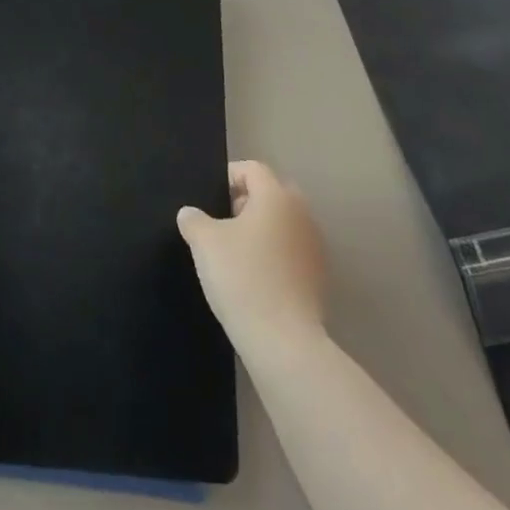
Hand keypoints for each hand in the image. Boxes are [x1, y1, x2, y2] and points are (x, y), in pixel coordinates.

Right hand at [177, 161, 327, 356]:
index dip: (228, 176)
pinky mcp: (318, 276)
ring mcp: (315, 246)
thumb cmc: (242, 277)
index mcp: (276, 197)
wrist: (282, 339)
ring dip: (261, 228)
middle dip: (246, 201)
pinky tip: (254, 276)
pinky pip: (291, 250)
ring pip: (283, 223)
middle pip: (272, 194)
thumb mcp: (204, 242)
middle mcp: (302, 214)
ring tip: (235, 251)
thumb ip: (194, 219)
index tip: (209, 197)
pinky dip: (273, 253)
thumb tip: (190, 214)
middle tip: (221, 221)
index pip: (253, 169)